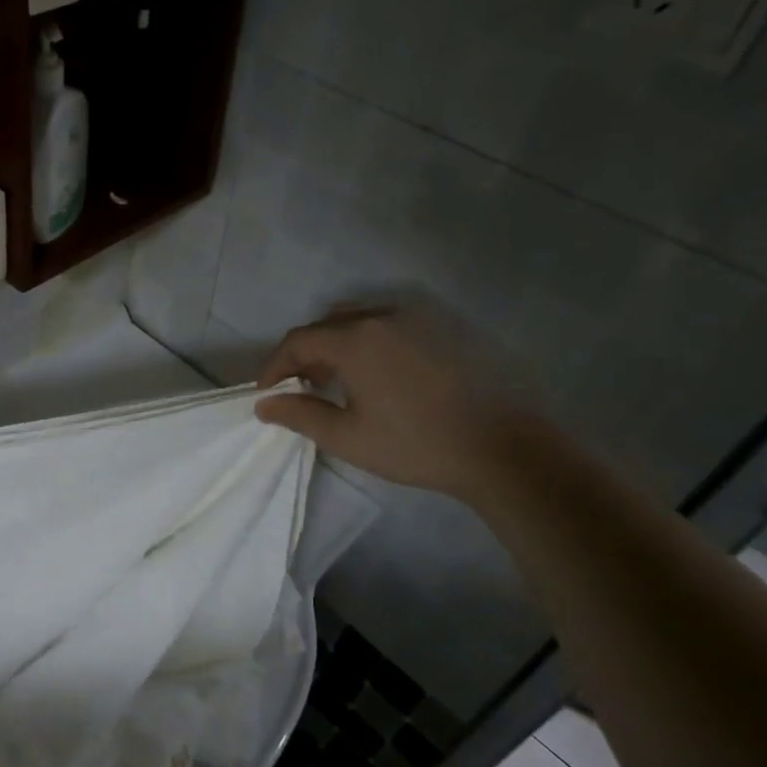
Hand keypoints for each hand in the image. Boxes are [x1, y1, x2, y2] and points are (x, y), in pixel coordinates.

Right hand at [255, 301, 537, 500]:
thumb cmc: (416, 445)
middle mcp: (383, 317)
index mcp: (356, 340)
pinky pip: (391, 324)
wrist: (502, 449)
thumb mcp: (348, 437)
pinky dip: (369, 341)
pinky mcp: (444, 329)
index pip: (299, 340)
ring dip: (337, 344)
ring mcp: (418, 319)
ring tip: (339, 381)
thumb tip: (264, 404)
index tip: (268, 392)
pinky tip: (380, 376)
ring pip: (360, 318)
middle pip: (327, 324)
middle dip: (305, 353)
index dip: (276, 365)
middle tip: (302, 387)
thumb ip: (300, 415)